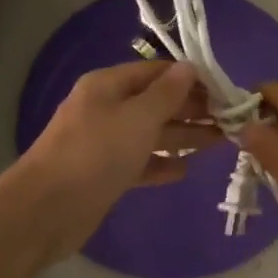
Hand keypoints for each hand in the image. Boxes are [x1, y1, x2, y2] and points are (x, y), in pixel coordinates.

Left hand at [14, 60, 220, 262]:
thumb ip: (167, 94)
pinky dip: (160, 164)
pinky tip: (184, 170)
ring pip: (151, 134)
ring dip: (182, 136)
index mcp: (108, 86)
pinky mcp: (104, 175)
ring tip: (219, 142)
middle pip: (156, 102)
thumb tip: (190, 67)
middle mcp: (106, 109)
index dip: (190, 79)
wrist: (47, 210)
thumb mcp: (138, 118)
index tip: (225, 90)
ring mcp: (104, 143)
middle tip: (230, 119)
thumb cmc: (96, 153)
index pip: (156, 72)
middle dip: (192, 109)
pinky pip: (139, 163)